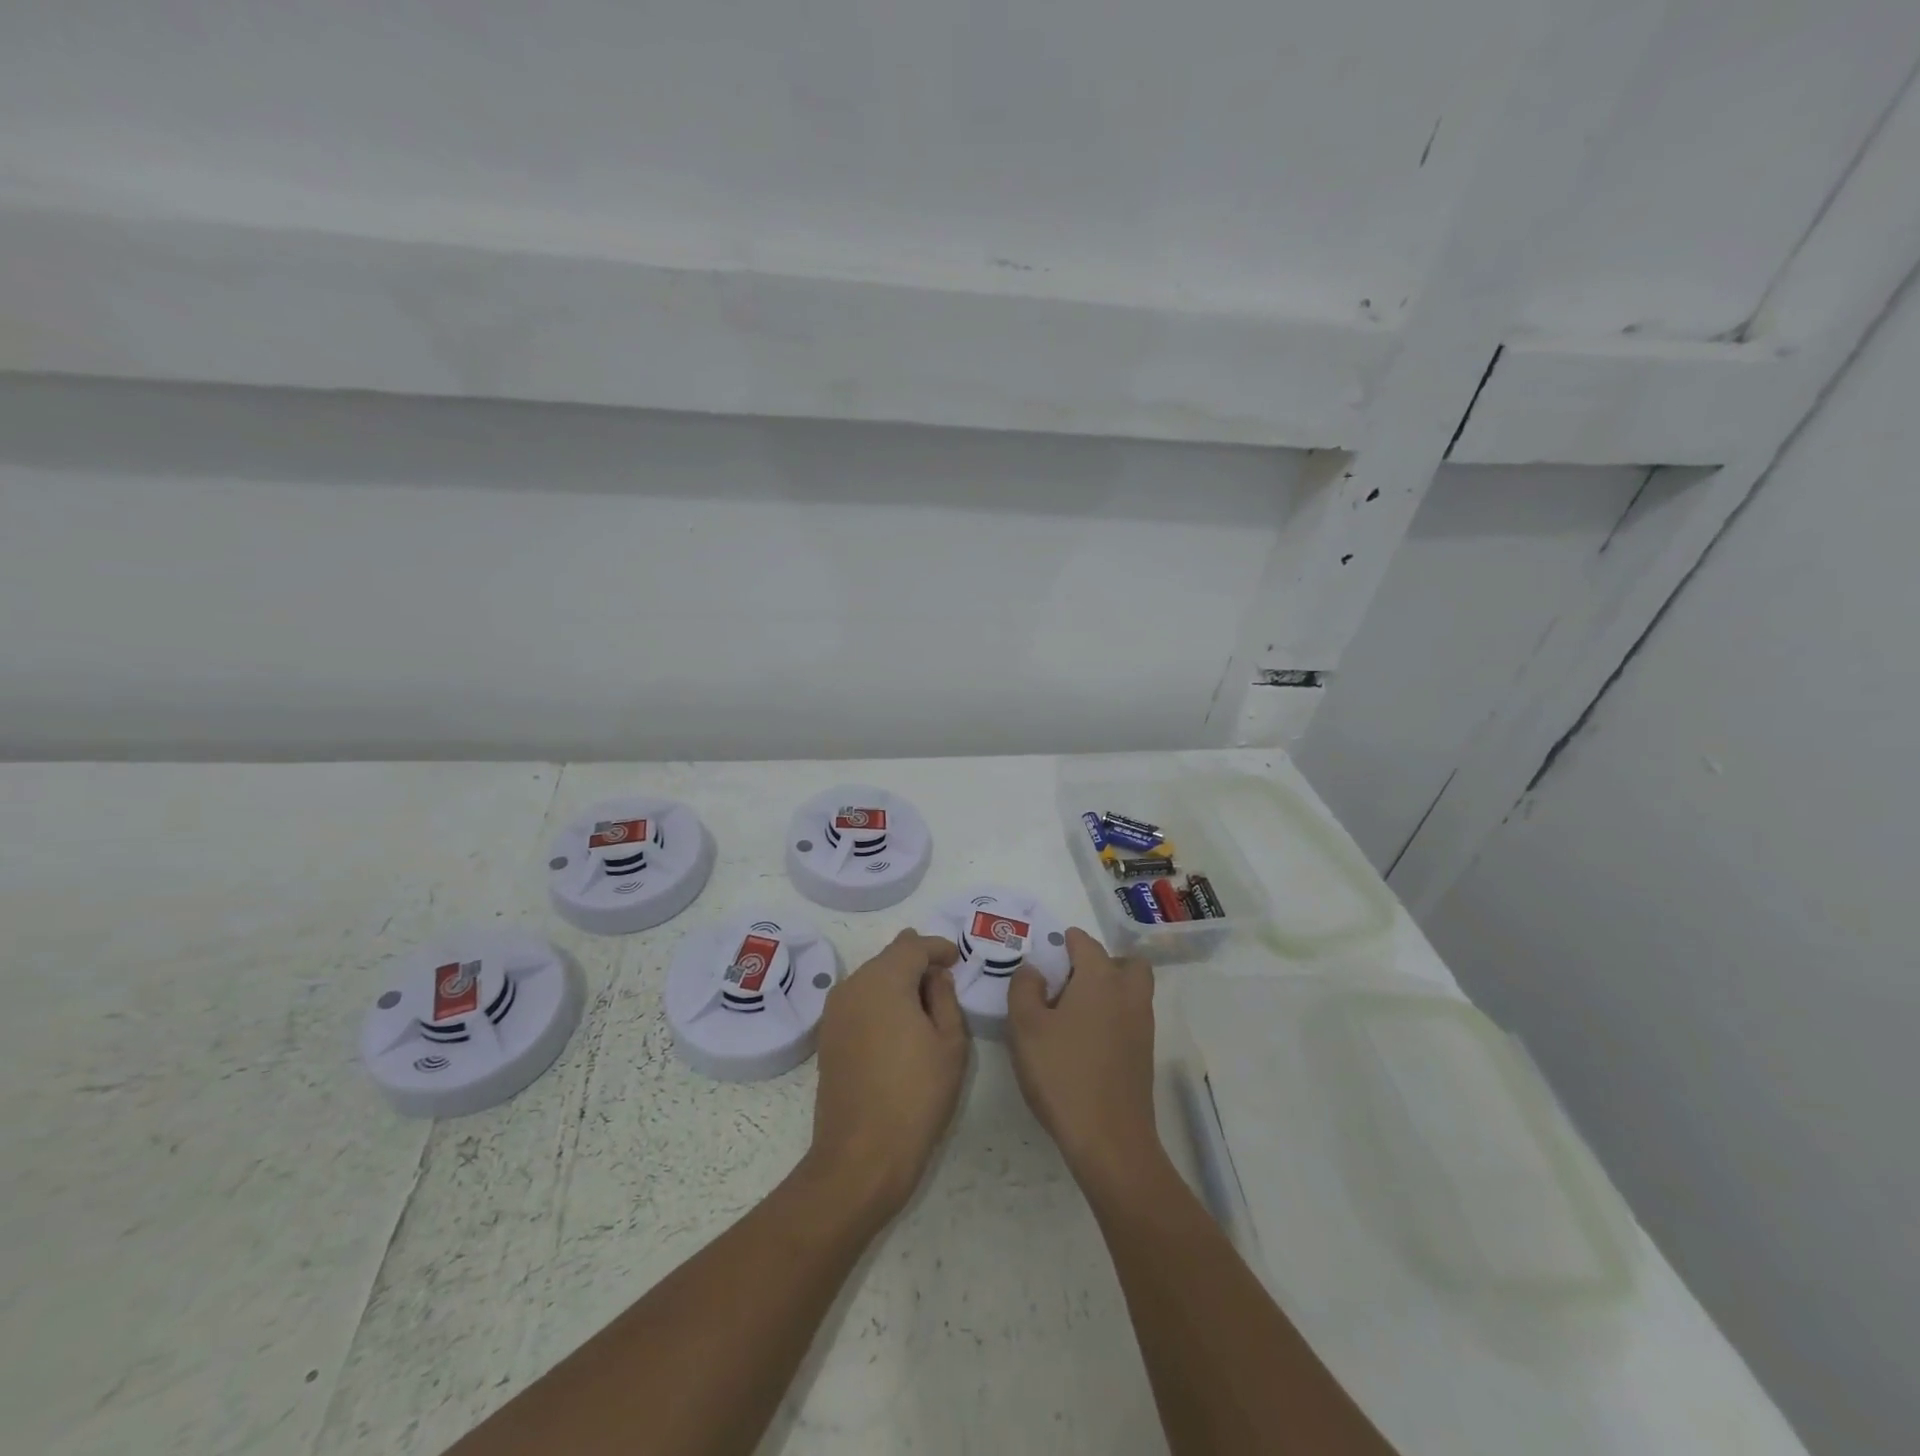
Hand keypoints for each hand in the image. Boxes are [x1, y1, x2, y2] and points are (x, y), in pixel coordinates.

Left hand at [803, 930, 968, 1219]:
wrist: (861, 1154)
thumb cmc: (916, 1095)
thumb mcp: (950, 1043)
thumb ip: (945, 998)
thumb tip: (935, 977)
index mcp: (884, 979)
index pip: (914, 946)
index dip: (938, 948)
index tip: (956, 959)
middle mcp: (853, 985)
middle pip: (889, 957)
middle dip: (917, 962)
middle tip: (944, 980)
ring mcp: (835, 1010)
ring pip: (872, 978)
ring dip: (897, 981)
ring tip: (924, 1004)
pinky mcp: (828, 1035)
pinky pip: (859, 1001)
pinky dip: (880, 1001)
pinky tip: (898, 1025)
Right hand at [1006, 928, 1159, 1191]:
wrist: (1109, 1139)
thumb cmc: (1062, 1074)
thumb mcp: (1025, 1027)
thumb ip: (1024, 988)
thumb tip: (1034, 970)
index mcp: (1100, 979)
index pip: (1086, 944)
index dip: (1067, 942)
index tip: (1049, 950)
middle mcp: (1128, 994)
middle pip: (1126, 963)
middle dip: (1102, 962)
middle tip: (1071, 979)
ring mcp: (1142, 1026)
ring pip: (1132, 990)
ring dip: (1110, 989)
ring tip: (1073, 1010)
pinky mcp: (1144, 1054)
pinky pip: (1131, 1017)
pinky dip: (1113, 1015)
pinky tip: (1085, 1039)